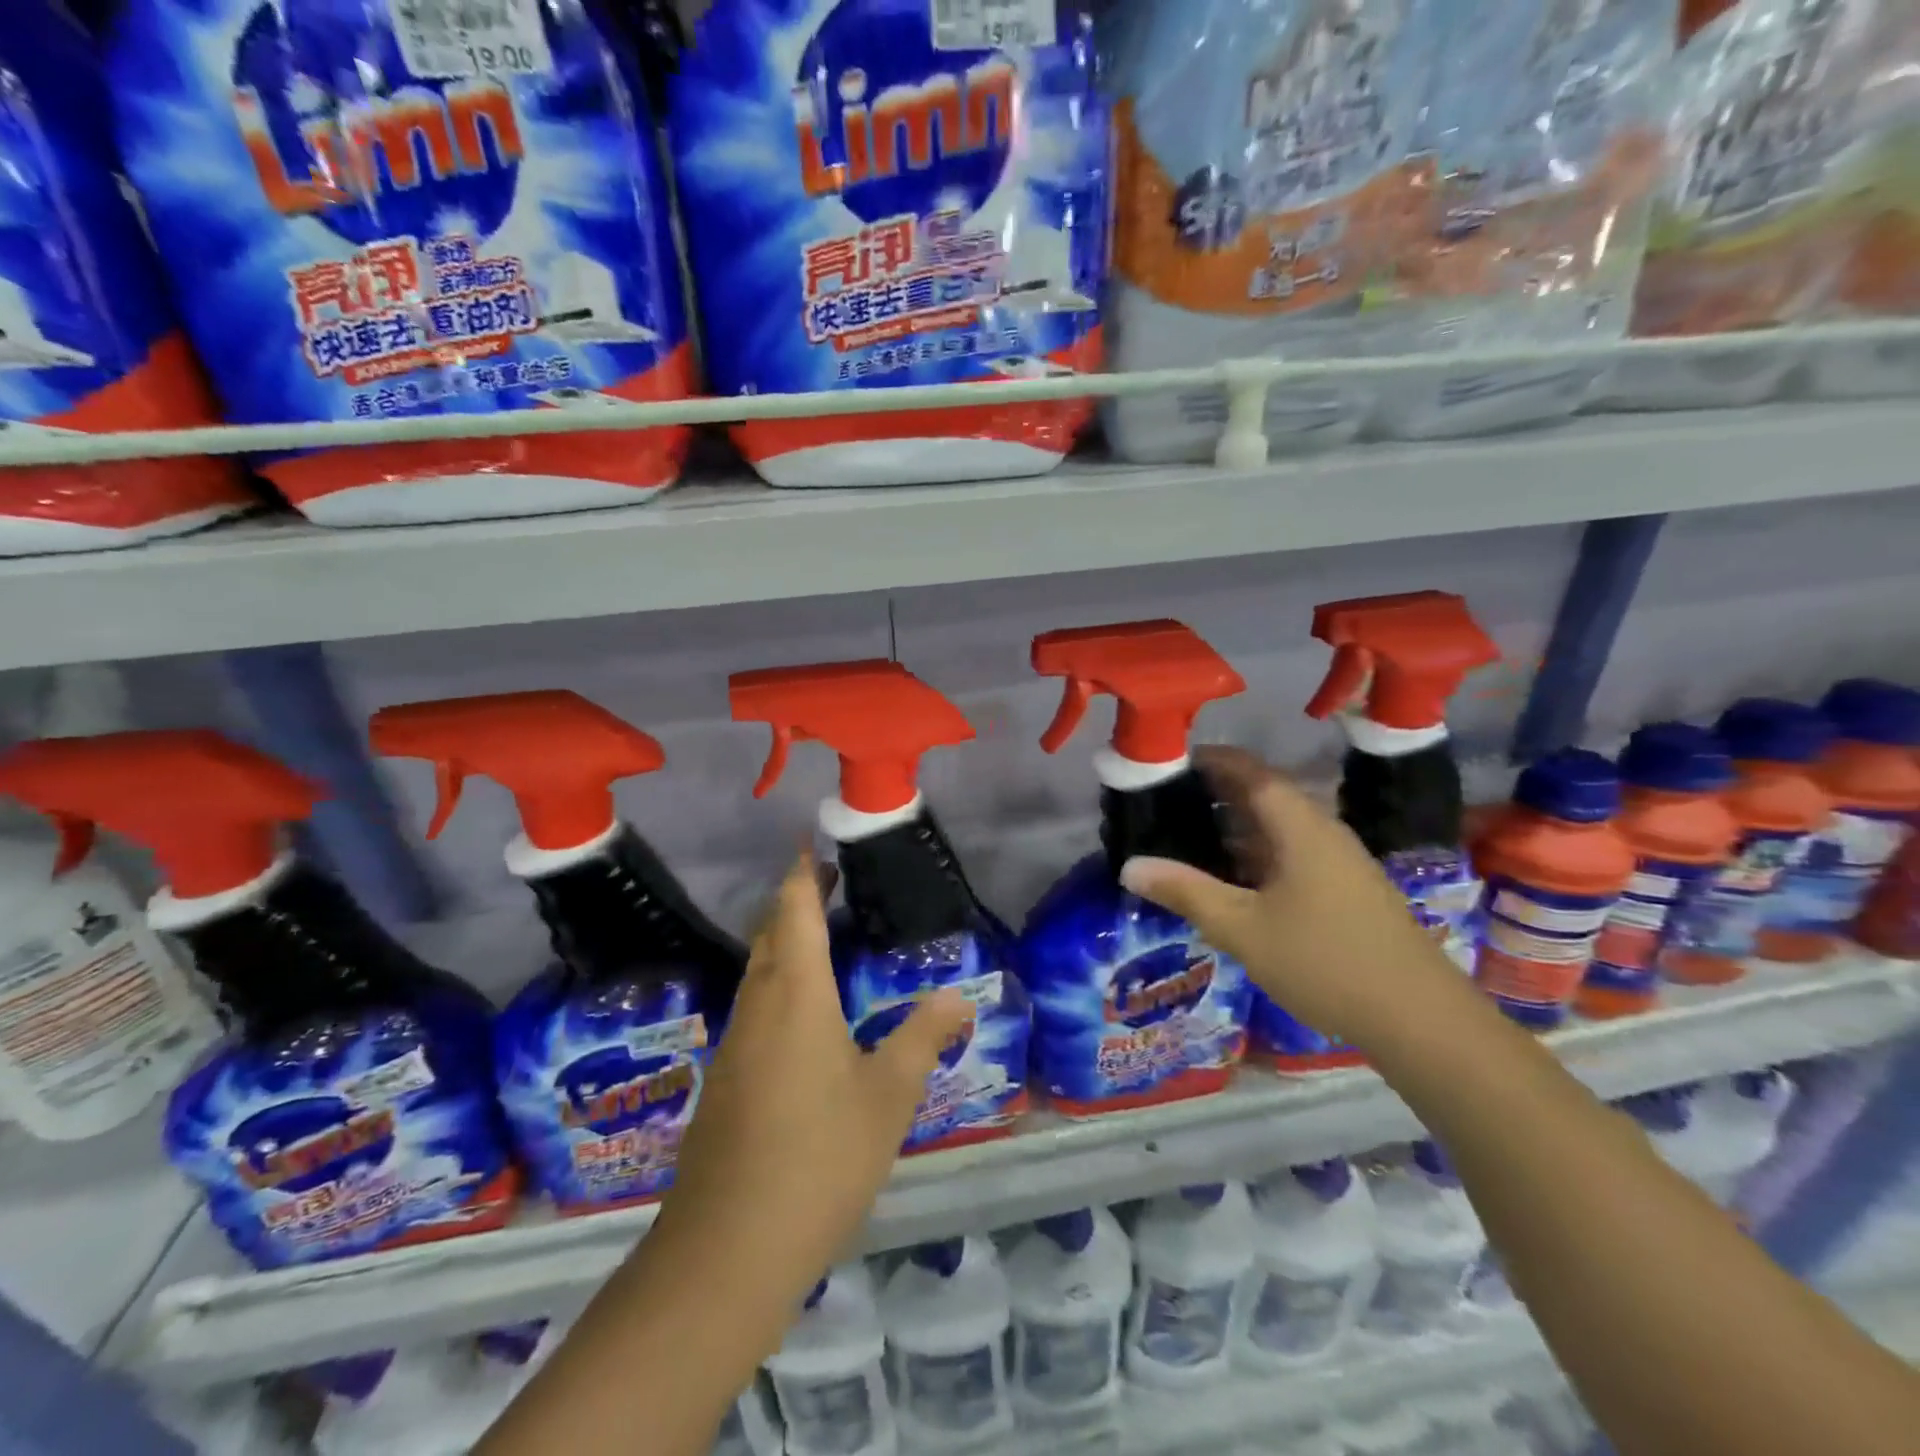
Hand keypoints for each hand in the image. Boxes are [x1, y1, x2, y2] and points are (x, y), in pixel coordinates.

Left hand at [648, 851, 972, 1321]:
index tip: (813, 843)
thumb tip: (960, 995)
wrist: (726, 1249)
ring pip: (757, 972)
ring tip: (821, 936)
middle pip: (769, 934)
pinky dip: (777, 984)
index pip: (794, 912)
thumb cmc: (819, 1156)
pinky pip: (753, 1008)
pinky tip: (802, 1014)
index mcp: (796, 995)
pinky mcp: (725, 1080)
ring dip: (784, 943)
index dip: (803, 873)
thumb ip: (923, 1037)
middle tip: (829, 883)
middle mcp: (758, 1007)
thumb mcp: (888, 1096)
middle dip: (795, 901)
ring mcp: (735, 1044)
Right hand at [1118, 746, 1469, 1052]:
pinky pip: (1293, 852)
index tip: (1171, 760)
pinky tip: (1234, 877)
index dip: (1211, 760)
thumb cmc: (1324, 960)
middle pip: (1265, 795)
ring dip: (1237, 825)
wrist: (1420, 1018)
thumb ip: (1186, 892)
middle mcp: (1322, 831)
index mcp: (1299, 826)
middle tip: (1168, 800)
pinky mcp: (1347, 888)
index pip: (1250, 771)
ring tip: (1190, 834)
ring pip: (1279, 827)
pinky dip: (1257, 851)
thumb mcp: (1242, 927)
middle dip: (1217, 792)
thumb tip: (1129, 867)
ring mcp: (1339, 861)